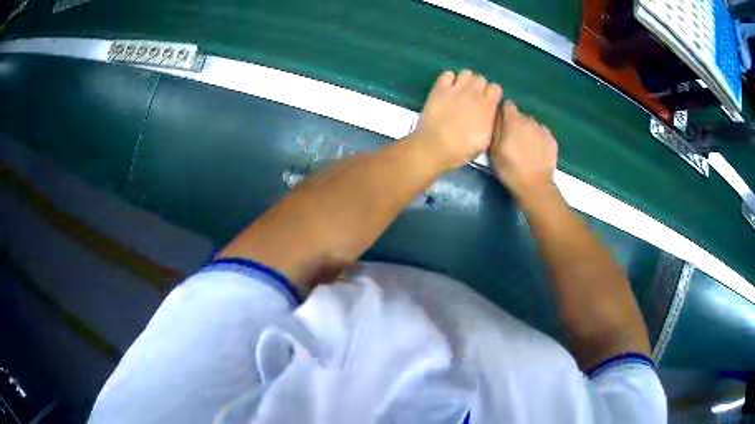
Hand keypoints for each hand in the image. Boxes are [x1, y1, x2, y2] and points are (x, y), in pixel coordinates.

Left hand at [412, 70, 502, 169]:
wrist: (435, 146)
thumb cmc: (462, 148)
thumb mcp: (485, 140)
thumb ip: (491, 121)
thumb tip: (491, 112)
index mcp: (487, 106)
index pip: (496, 88)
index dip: (492, 94)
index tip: (489, 103)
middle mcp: (473, 92)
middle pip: (481, 79)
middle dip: (479, 87)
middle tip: (473, 98)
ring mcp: (455, 88)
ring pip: (466, 73)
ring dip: (465, 80)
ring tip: (461, 91)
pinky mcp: (439, 88)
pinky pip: (447, 74)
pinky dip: (449, 79)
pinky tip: (447, 88)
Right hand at [490, 101, 557, 198]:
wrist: (535, 186)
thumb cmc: (510, 169)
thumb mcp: (494, 150)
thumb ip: (496, 128)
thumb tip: (497, 115)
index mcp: (513, 120)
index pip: (508, 105)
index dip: (504, 112)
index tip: (501, 123)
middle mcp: (529, 120)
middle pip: (520, 115)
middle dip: (516, 123)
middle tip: (512, 140)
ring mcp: (543, 130)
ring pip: (532, 124)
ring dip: (528, 131)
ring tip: (526, 147)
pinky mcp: (552, 140)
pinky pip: (543, 134)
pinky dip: (539, 139)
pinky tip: (537, 152)